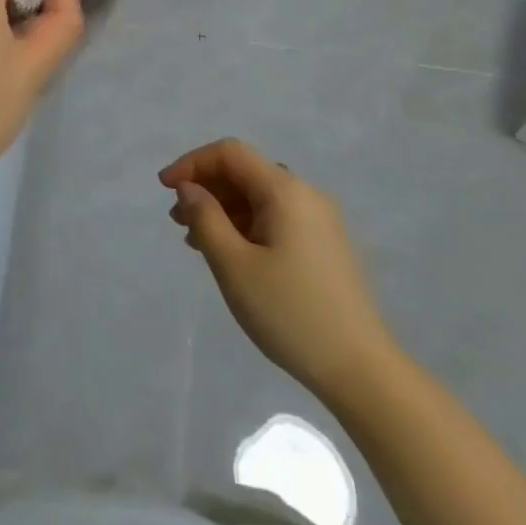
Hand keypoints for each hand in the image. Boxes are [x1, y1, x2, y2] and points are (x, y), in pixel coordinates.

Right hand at [161, 138, 398, 395]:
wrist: (361, 371)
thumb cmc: (290, 313)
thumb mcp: (234, 266)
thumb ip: (205, 218)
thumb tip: (189, 188)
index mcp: (285, 190)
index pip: (230, 153)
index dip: (192, 163)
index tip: (164, 188)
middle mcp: (305, 194)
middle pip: (245, 172)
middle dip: (206, 187)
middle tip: (176, 219)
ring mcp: (319, 219)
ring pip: (259, 196)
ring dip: (223, 208)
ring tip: (195, 240)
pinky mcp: (324, 244)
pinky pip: (275, 217)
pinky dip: (245, 225)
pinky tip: (229, 253)